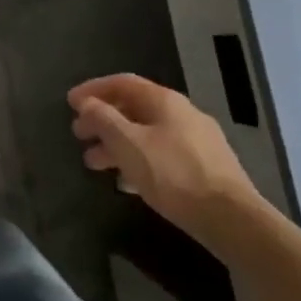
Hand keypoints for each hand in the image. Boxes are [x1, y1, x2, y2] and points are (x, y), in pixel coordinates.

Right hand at [68, 74, 267, 252]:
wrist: (230, 218)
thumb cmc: (173, 174)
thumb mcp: (128, 143)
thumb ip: (103, 119)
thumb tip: (86, 103)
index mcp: (164, 101)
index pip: (122, 83)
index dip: (93, 89)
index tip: (70, 103)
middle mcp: (182, 114)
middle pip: (133, 109)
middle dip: (102, 120)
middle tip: (79, 135)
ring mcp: (196, 141)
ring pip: (146, 134)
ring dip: (116, 144)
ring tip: (94, 164)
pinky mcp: (204, 168)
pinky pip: (161, 155)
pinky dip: (137, 161)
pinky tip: (125, 182)